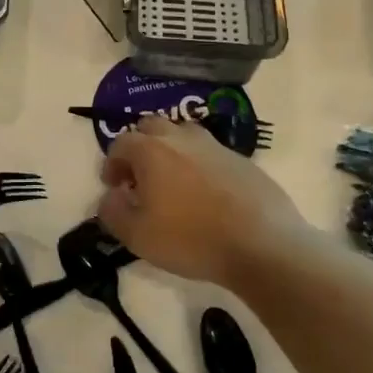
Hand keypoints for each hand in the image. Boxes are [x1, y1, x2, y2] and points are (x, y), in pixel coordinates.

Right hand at [97, 117, 309, 289]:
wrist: (262, 245)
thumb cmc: (191, 239)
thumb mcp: (136, 236)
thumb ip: (113, 212)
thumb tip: (110, 196)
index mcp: (151, 150)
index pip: (121, 142)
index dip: (112, 163)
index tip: (114, 186)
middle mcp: (182, 138)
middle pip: (152, 127)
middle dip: (140, 147)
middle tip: (140, 177)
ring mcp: (216, 146)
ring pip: (184, 135)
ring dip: (171, 151)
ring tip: (173, 182)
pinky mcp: (243, 161)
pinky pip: (211, 154)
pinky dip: (200, 165)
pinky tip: (206, 195)